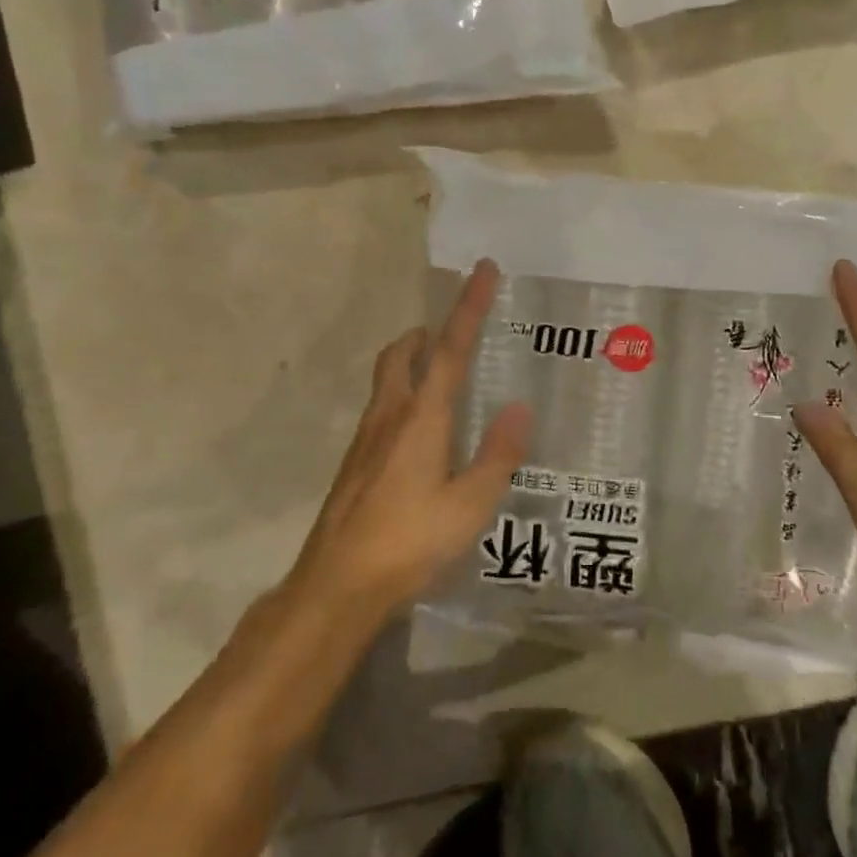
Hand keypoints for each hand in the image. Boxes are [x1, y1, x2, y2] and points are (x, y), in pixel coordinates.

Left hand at [287, 260, 532, 618]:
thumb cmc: (409, 541)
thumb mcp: (470, 504)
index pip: (448, 348)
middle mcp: (389, 415)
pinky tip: (421, 434)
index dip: (468, 306)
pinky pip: (382, 408)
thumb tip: (521, 408)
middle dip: (427, 333)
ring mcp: (365, 439)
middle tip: (453, 334)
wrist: (336, 587)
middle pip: (402, 353)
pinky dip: (403, 396)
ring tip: (443, 379)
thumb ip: (498, 454)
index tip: (483, 270)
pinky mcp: (355, 463)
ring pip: (387, 379)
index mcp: (421, 417)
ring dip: (412, 362)